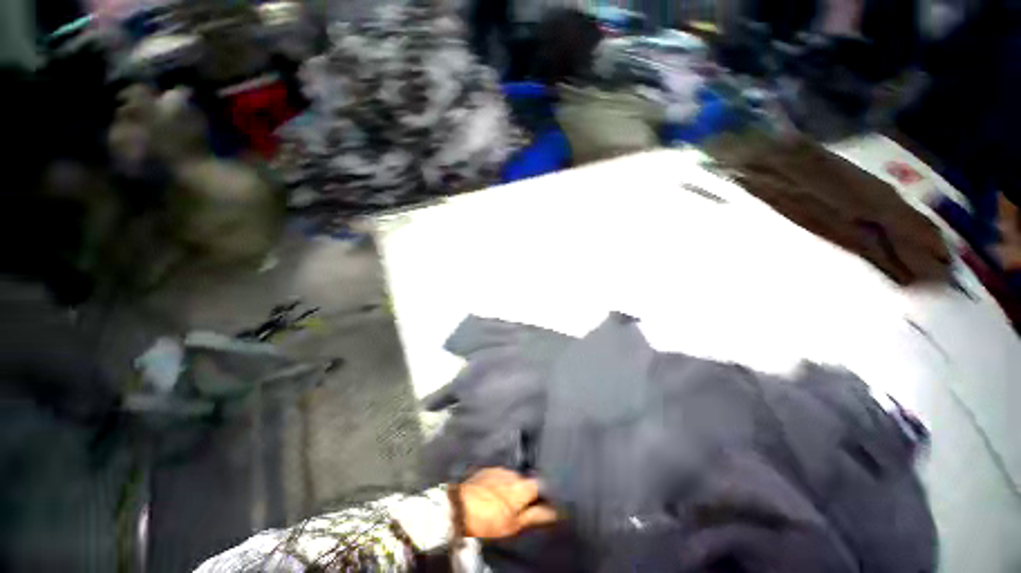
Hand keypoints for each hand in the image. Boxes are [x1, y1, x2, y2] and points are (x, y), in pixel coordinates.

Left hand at [458, 468, 557, 538]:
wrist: (460, 507)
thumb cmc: (489, 520)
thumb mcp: (514, 524)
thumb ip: (535, 515)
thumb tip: (553, 511)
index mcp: (522, 485)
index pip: (540, 484)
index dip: (542, 494)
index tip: (539, 504)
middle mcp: (513, 473)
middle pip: (526, 480)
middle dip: (525, 491)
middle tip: (520, 507)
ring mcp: (499, 469)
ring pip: (512, 477)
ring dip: (512, 487)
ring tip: (505, 501)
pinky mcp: (487, 469)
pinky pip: (499, 475)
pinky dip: (500, 483)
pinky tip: (493, 494)